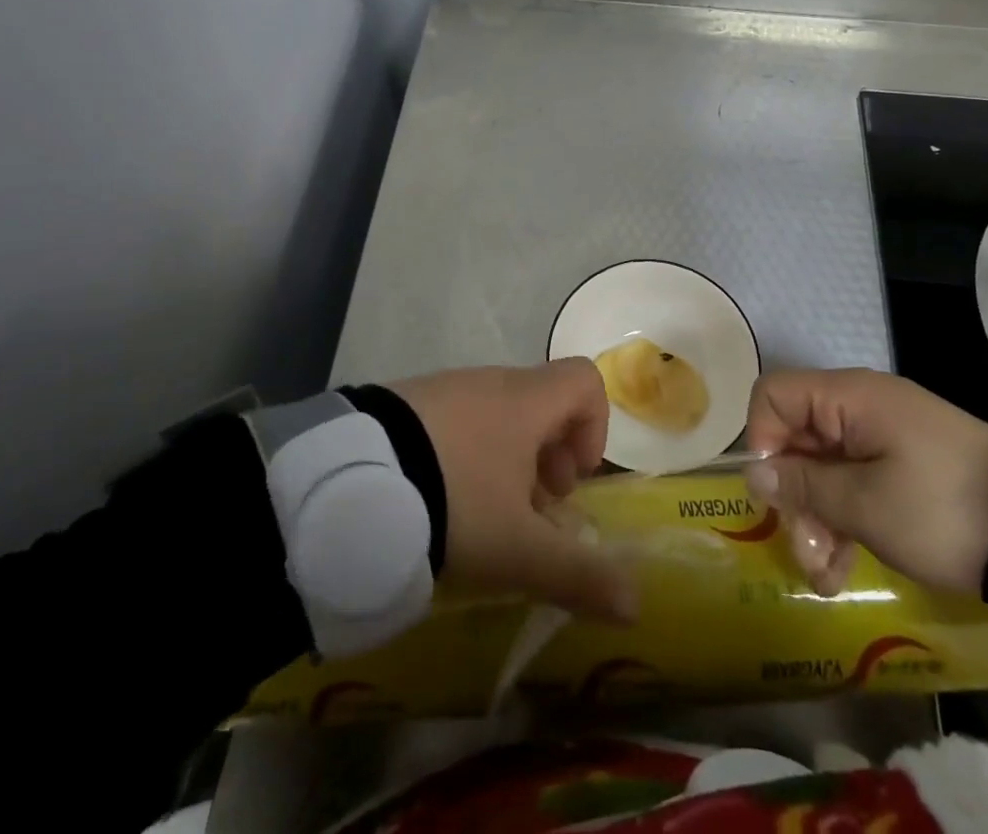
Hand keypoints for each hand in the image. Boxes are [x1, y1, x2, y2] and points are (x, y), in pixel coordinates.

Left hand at [392, 359, 637, 622]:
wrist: (352, 482)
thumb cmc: (455, 503)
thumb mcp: (519, 551)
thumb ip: (579, 577)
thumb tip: (635, 606)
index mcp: (526, 400)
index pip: (583, 381)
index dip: (594, 426)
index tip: (571, 480)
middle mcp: (490, 381)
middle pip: (541, 402)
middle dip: (547, 456)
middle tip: (530, 511)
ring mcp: (444, 387)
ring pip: (496, 412)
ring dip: (506, 458)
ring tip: (481, 515)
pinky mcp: (406, 401)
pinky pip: (454, 417)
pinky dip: (464, 451)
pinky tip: (437, 498)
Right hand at [743, 368, 987, 598]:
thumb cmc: (944, 509)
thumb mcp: (867, 505)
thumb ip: (804, 486)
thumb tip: (753, 471)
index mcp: (848, 398)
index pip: (774, 395)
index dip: (761, 438)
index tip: (775, 492)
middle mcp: (859, 409)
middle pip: (796, 439)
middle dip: (792, 497)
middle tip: (806, 553)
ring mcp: (882, 440)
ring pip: (822, 469)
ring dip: (815, 521)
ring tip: (827, 578)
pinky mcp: (901, 469)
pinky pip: (853, 485)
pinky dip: (842, 523)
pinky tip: (843, 573)